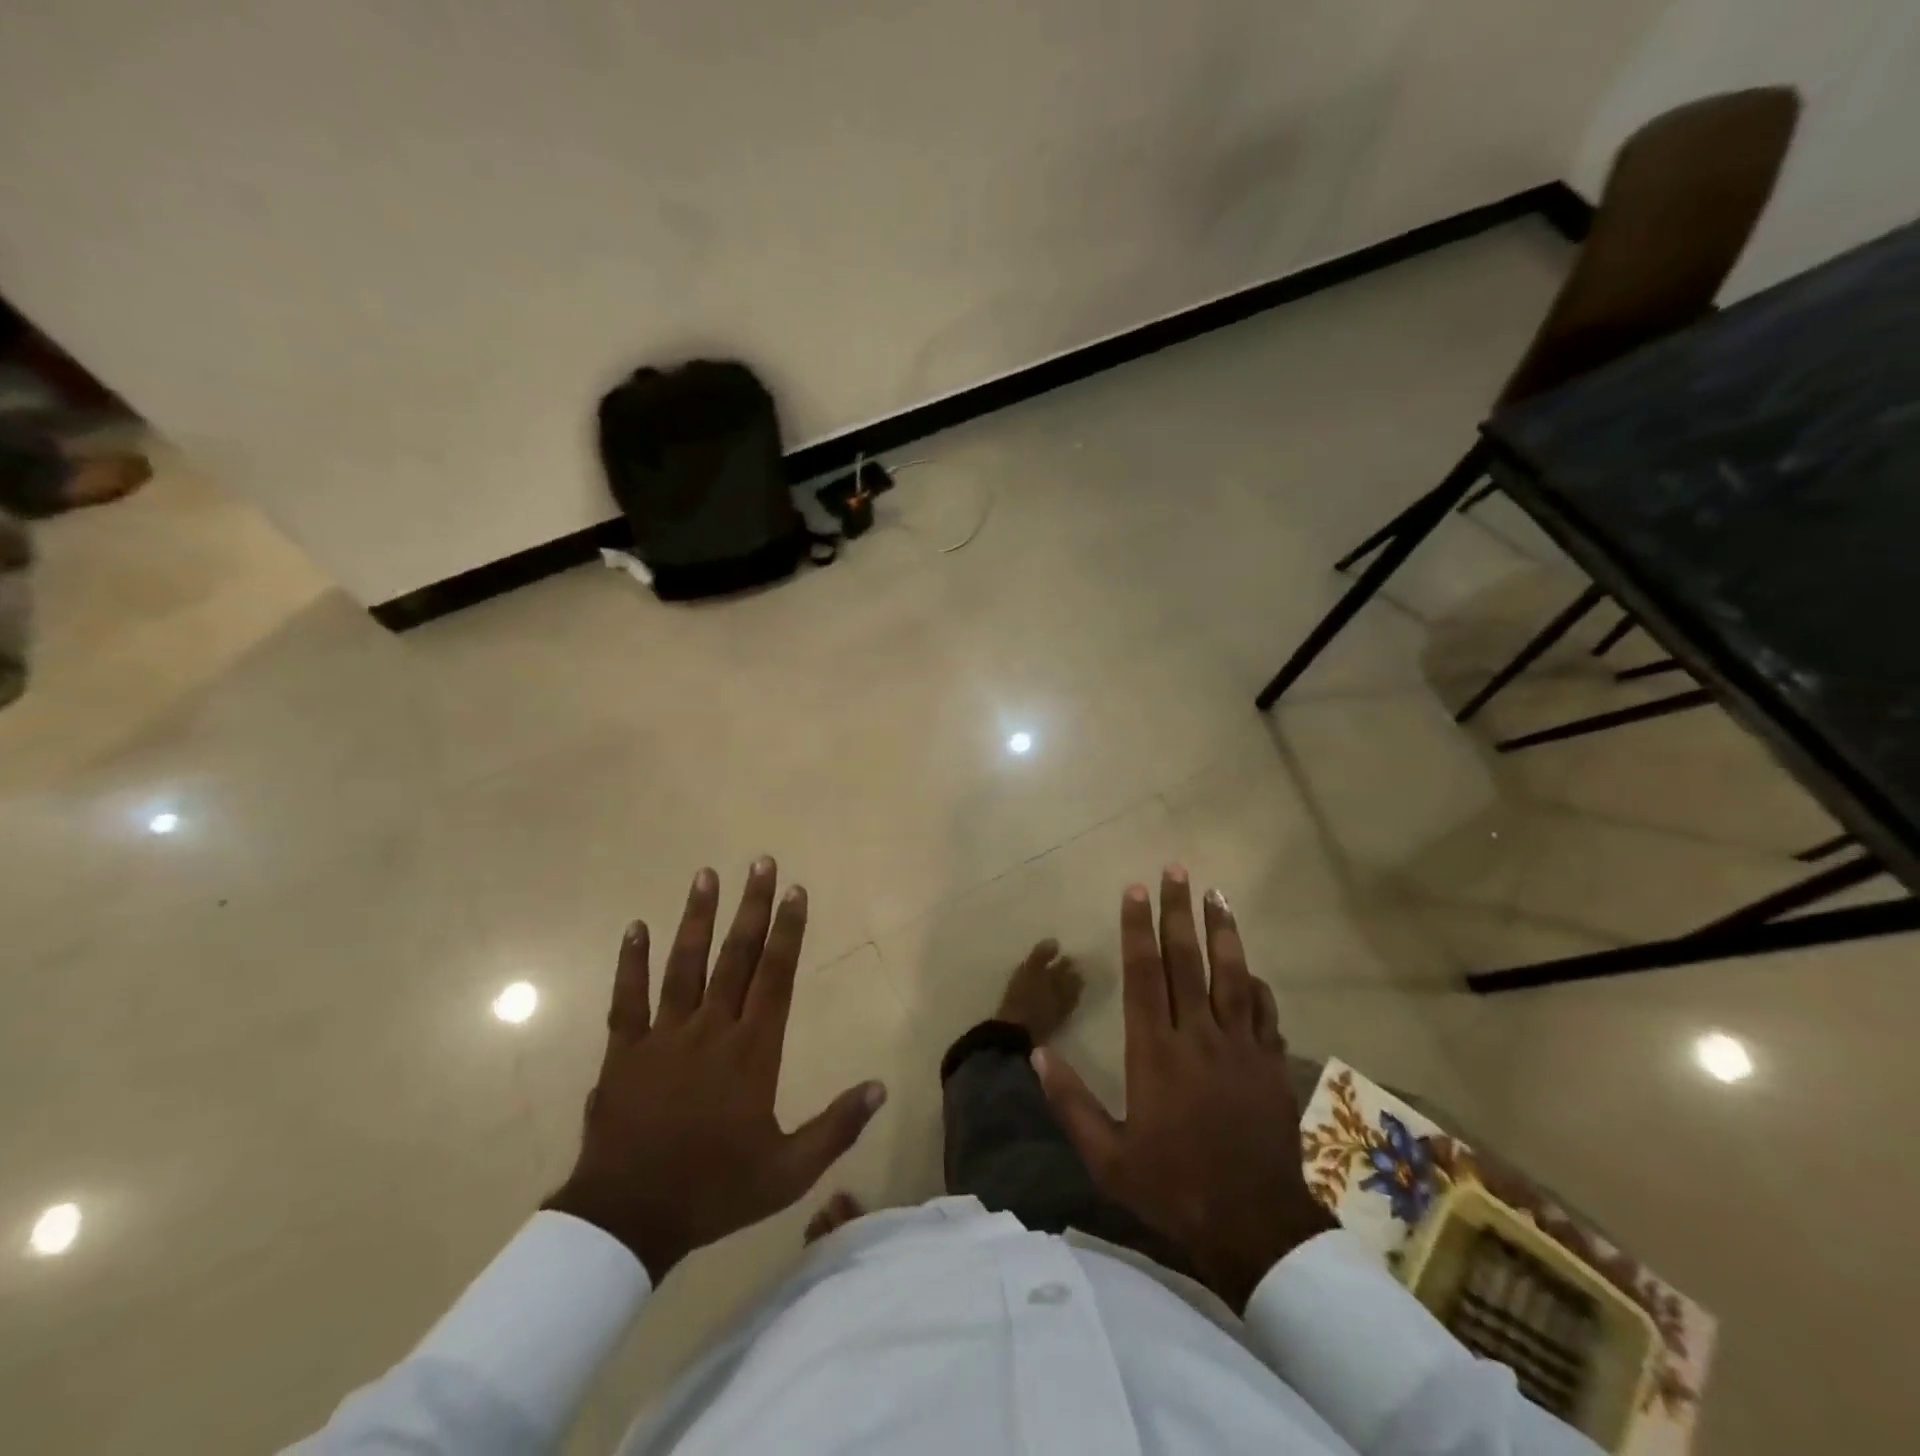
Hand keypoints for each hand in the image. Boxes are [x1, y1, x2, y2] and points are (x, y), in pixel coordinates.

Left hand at [544, 860, 886, 1281]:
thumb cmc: (714, 1191)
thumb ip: (836, 1128)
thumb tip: (881, 1087)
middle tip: (760, 862)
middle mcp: (712, 1030)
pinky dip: (631, 962)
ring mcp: (665, 1036)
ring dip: (698, 918)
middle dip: (752, 907)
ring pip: (685, 965)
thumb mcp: (788, 1172)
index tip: (795, 891)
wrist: (628, 1220)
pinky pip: (628, 999)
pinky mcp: (625, 1051)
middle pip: (735, 957)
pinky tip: (636, 927)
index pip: (776, 976)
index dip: (788, 931)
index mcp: (752, 1052)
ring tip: (706, 875)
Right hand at [1032, 868, 1336, 1311]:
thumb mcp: (1108, 1156)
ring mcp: (1240, 1047)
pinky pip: (1265, 1012)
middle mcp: (1198, 1036)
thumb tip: (1037, 1055)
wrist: (1255, 1227)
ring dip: (1223, 931)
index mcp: (1155, 1052)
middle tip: (1176, 870)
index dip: (1138, 928)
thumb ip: (1071, 1102)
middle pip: (1187, 960)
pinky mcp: (1270, 1064)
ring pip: (1231, 975)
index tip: (1135, 890)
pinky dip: (1256, 984)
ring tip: (1216, 893)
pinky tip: (1250, 966)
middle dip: (1178, 911)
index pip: (1144, 974)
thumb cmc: (1173, 1186)